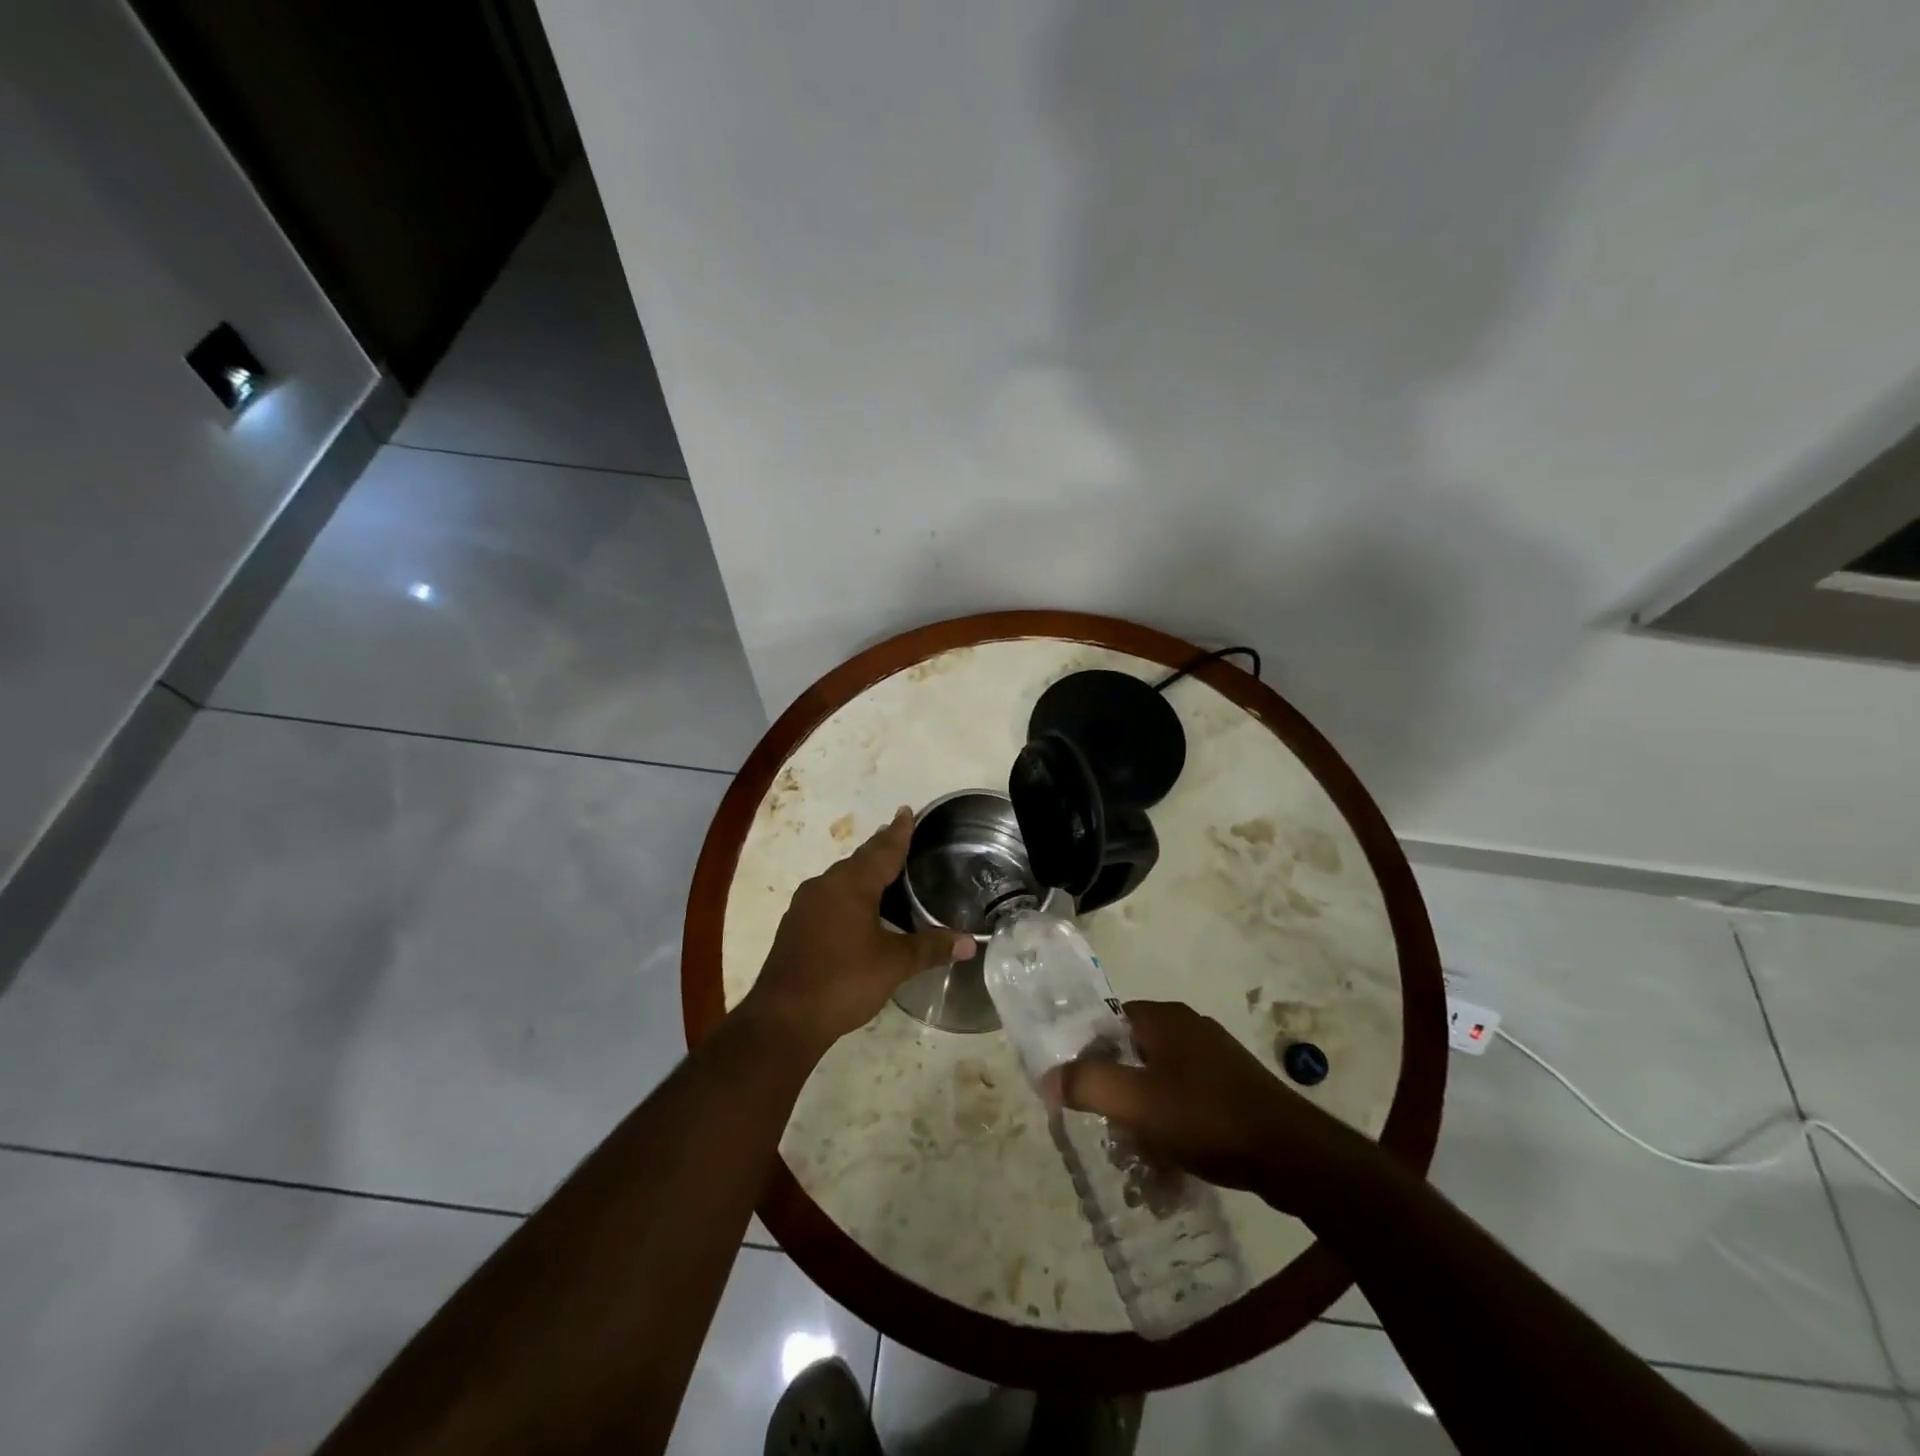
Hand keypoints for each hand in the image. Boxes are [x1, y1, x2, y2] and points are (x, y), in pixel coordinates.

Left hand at [741, 806, 972, 1055]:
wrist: (784, 1017)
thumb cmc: (844, 980)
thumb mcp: (894, 964)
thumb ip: (931, 948)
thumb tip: (970, 943)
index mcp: (852, 884)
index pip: (883, 850)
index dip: (899, 832)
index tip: (907, 811)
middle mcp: (826, 885)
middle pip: (860, 859)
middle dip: (880, 847)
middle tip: (898, 833)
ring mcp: (805, 905)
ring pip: (841, 878)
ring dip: (862, 871)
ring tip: (881, 869)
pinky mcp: (795, 926)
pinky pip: (828, 897)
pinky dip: (847, 893)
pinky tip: (855, 908)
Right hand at [1050, 1000, 1373, 1217]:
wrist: (1292, 1154)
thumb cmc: (1206, 1117)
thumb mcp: (1136, 1102)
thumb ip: (1087, 1085)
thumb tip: (1047, 1077)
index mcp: (1163, 1018)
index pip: (1107, 1023)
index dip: (1087, 1056)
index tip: (1079, 1094)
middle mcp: (1188, 1029)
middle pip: (1132, 1056)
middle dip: (1118, 1096)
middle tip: (1111, 1133)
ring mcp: (1215, 1058)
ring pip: (1160, 1084)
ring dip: (1145, 1120)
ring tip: (1141, 1160)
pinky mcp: (1234, 1089)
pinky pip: (1187, 1103)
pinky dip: (1174, 1129)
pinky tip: (1175, 1165)